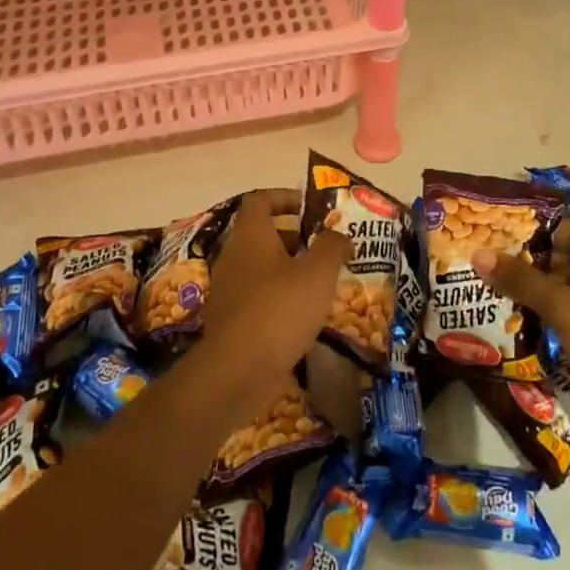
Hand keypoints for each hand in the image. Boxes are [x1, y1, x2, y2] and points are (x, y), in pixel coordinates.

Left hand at [199, 189, 346, 407]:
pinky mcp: (232, 321)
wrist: (237, 372)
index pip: (260, 200)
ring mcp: (229, 290)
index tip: (310, 208)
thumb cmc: (279, 310)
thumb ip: (332, 247)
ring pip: (261, 268)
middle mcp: (234, 257)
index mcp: (251, 236)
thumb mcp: (317, 273)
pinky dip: (280, 299)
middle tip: (325, 248)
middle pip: (262, 234)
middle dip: (295, 237)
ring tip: (322, 282)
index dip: (284, 197)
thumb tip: (340, 234)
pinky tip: (304, 316)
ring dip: (289, 270)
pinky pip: (258, 298)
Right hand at [474, 221, 569, 418]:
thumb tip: (479, 254)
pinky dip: (558, 311)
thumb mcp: (566, 310)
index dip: (533, 236)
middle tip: (493, 269)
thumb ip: (522, 280)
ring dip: (543, 290)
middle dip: (534, 265)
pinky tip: (527, 319)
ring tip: (501, 293)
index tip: (495, 243)